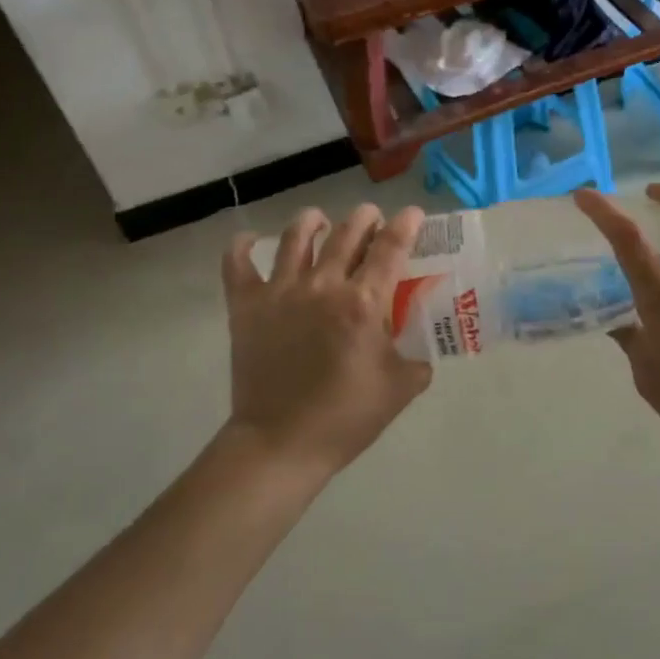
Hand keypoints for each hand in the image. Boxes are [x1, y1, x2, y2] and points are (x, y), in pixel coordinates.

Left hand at [221, 204, 433, 475]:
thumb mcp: (399, 389)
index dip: (406, 224)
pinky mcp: (247, 306)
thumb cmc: (345, 418)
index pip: (391, 247)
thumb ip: (418, 361)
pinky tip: (249, 241)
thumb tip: (422, 351)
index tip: (413, 213)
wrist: (281, 445)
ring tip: (320, 221)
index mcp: (364, 302)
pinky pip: (237, 264)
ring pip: (295, 236)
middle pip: (348, 231)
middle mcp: (324, 285)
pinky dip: (241, 247)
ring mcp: (281, 291)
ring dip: (313, 221)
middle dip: (366, 217)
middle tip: (373, 219)